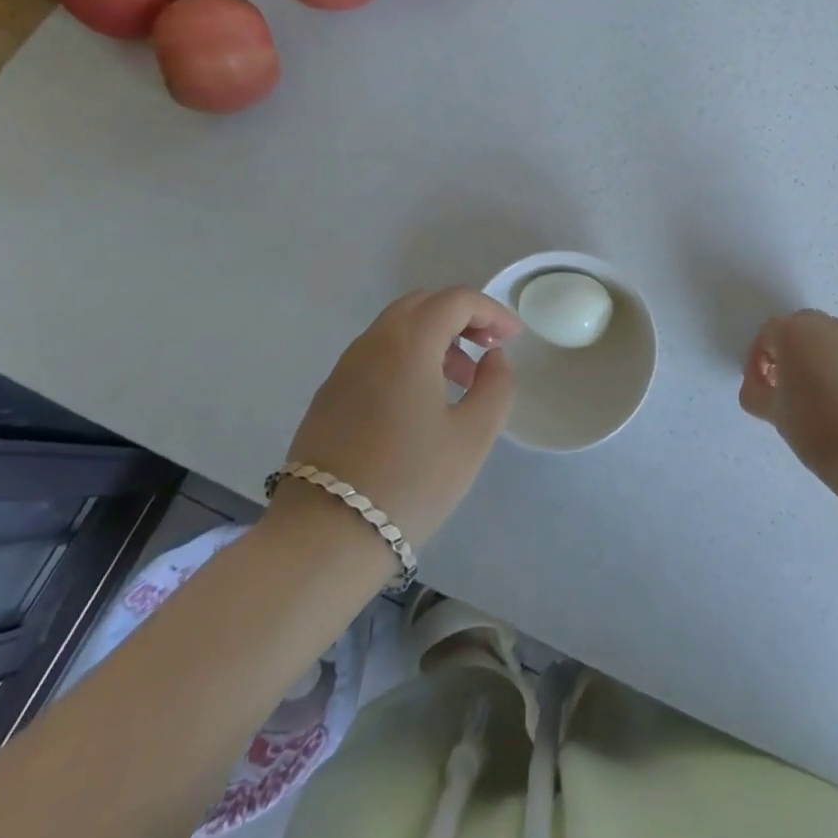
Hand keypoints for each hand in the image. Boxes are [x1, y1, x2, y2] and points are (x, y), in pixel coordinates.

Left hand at [275, 288, 519, 548]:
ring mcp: (345, 367)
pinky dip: (408, 356)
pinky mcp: (329, 394)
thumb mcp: (473, 436)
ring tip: (461, 380)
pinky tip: (421, 400)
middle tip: (488, 348)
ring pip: (397, 328)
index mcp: (409, 342)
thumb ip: (496, 385)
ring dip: (435, 338)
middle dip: (462, 317)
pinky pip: (377, 354)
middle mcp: (373, 341)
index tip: (514, 337)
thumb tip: (492, 357)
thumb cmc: (409, 482)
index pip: (457, 300)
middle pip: (423, 304)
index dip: (492, 311)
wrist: (323, 537)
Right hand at [741, 311, 837, 482]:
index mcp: (793, 331)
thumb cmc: (813, 425)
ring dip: (807, 357)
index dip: (756, 363)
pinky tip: (829, 399)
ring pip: (819, 340)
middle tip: (778, 386)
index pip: (765, 337)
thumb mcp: (772, 411)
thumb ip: (755, 392)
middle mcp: (822, 326)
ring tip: (804, 394)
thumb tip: (759, 386)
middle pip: (794, 330)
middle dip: (783, 353)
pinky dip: (829, 367)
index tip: (758, 390)